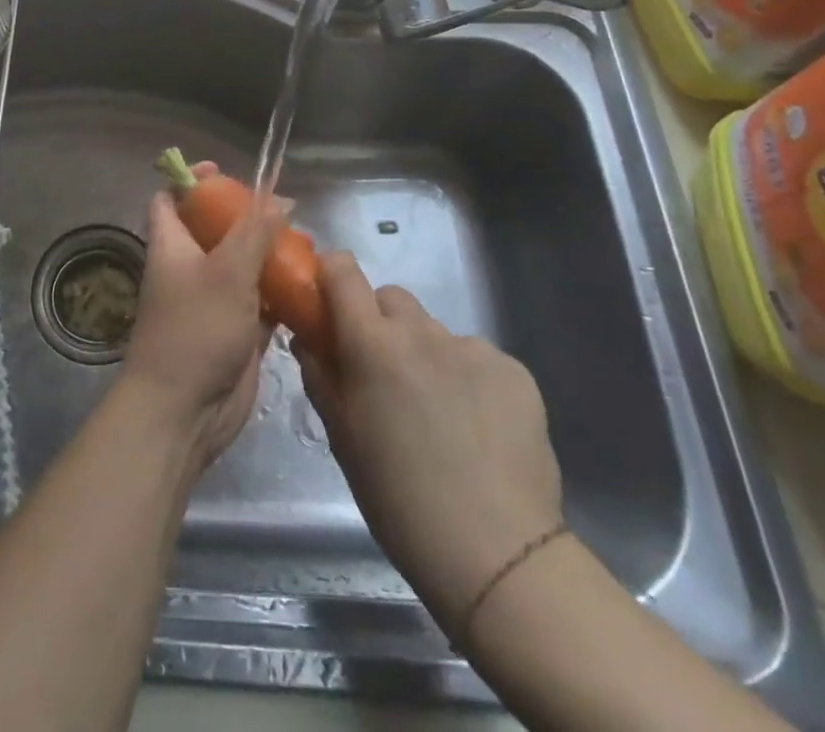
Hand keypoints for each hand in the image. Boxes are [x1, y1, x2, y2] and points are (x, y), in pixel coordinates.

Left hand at [120, 163, 277, 471]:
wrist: (184, 412)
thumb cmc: (195, 330)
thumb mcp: (227, 272)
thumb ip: (254, 232)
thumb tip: (279, 199)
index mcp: (172, 245)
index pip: (169, 199)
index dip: (190, 181)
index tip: (222, 171)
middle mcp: (189, 268)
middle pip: (214, 230)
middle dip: (245, 217)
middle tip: (281, 210)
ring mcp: (212, 301)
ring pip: (241, 265)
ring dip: (268, 255)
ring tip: (305, 243)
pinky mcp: (235, 331)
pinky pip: (260, 302)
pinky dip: (279, 293)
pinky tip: (309, 285)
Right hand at [295, 251, 563, 629]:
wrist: (495, 554)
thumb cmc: (398, 498)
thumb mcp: (341, 436)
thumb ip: (320, 374)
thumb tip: (309, 338)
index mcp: (371, 343)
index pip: (342, 271)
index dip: (331, 275)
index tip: (327, 300)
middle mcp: (421, 331)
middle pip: (390, 298)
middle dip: (379, 322)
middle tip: (382, 371)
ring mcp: (472, 348)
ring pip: (434, 331)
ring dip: (424, 354)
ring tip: (436, 412)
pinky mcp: (515, 371)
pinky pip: (477, 358)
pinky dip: (467, 379)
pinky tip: (476, 427)